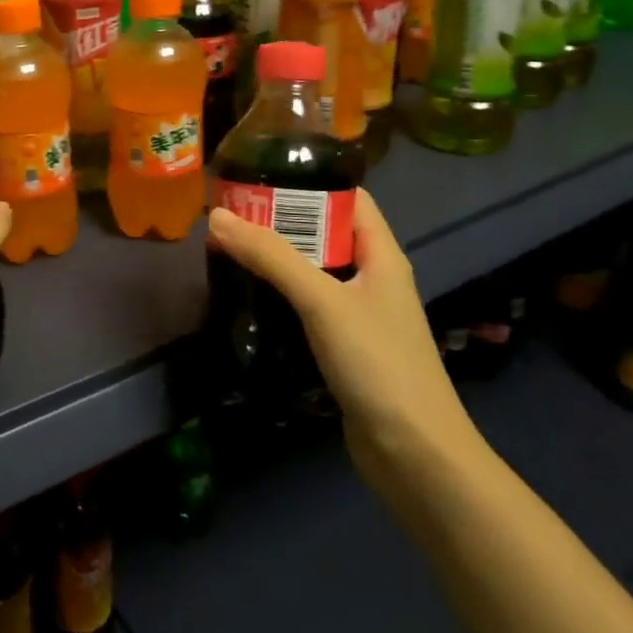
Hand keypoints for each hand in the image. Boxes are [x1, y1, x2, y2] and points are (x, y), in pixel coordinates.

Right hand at [207, 190, 481, 493]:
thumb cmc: (377, 364)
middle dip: (280, 223)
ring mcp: (360, 316)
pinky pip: (308, 308)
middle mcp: (372, 278)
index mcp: (381, 255)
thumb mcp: (322, 301)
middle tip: (229, 216)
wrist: (415, 455)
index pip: (348, 199)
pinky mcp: (345, 348)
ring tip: (228, 250)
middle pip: (324, 235)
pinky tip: (248, 299)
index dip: (308, 182)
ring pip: (313, 273)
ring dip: (276, 262)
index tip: (259, 177)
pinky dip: (280, 298)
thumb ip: (272, 257)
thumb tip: (217, 217)